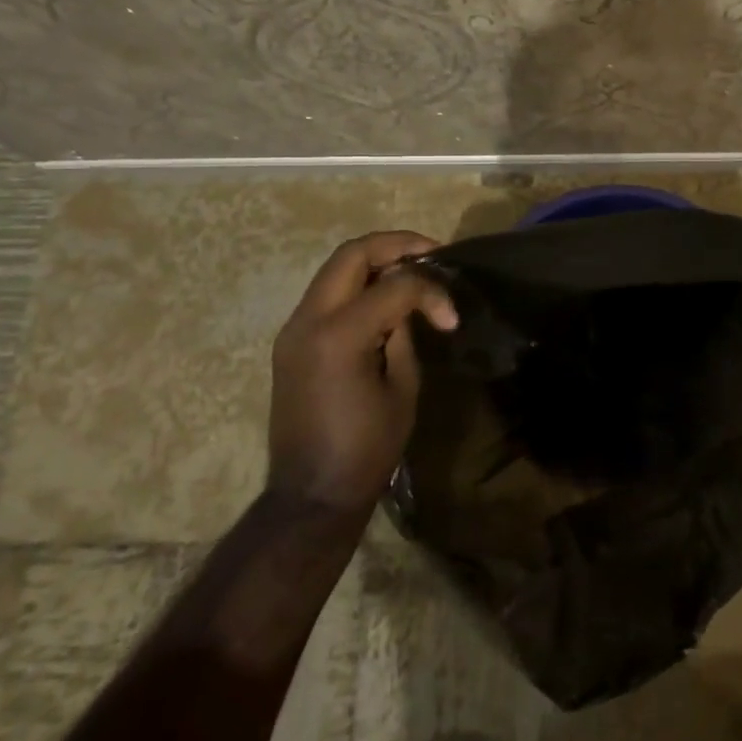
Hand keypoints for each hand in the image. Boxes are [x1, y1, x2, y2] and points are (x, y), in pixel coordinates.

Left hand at [268, 231, 458, 512]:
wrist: (311, 495)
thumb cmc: (366, 450)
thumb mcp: (402, 389)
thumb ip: (405, 335)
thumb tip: (409, 305)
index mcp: (339, 336)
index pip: (393, 286)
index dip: (430, 292)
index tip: (451, 317)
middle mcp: (308, 321)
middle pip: (351, 255)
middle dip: (395, 245)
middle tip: (431, 254)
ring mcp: (293, 329)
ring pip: (334, 270)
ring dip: (374, 262)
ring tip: (411, 271)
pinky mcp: (290, 342)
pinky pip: (326, 295)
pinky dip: (357, 286)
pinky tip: (383, 298)